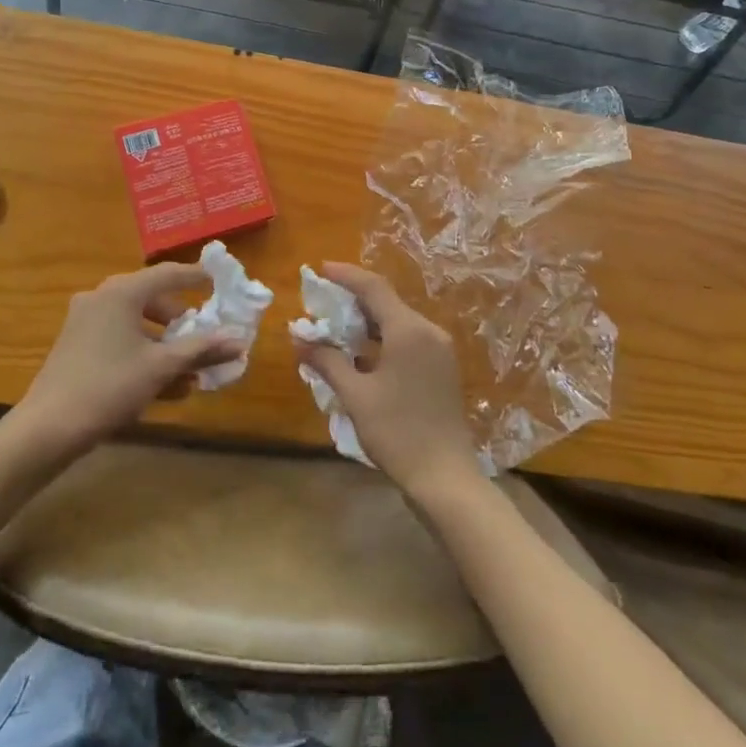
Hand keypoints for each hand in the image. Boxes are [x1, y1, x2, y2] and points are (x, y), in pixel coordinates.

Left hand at [16, 264, 243, 457]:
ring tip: (191, 373)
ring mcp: (85, 321)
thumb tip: (239, 341)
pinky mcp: (76, 346)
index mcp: (122, 292)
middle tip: (204, 336)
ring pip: (136, 324)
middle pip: (152, 299)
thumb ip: (201, 350)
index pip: (168, 274)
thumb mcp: (161, 367)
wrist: (47, 428)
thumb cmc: (109, 386)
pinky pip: (119, 340)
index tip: (218, 281)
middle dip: (181, 322)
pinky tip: (166, 387)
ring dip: (165, 346)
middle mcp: (102, 297)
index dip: (196, 277)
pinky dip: (143, 355)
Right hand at [294, 263, 482, 499]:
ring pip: (397, 321)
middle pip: (386, 302)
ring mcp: (439, 349)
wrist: (445, 477)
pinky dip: (383, 338)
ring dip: (367, 321)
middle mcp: (427, 331)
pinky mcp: (442, 367)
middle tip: (322, 303)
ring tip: (336, 328)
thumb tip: (300, 339)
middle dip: (353, 299)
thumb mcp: (356, 396)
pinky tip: (361, 354)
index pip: (373, 288)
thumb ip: (328, 361)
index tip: (320, 269)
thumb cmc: (397, 432)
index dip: (346, 275)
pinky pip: (408, 339)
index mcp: (408, 330)